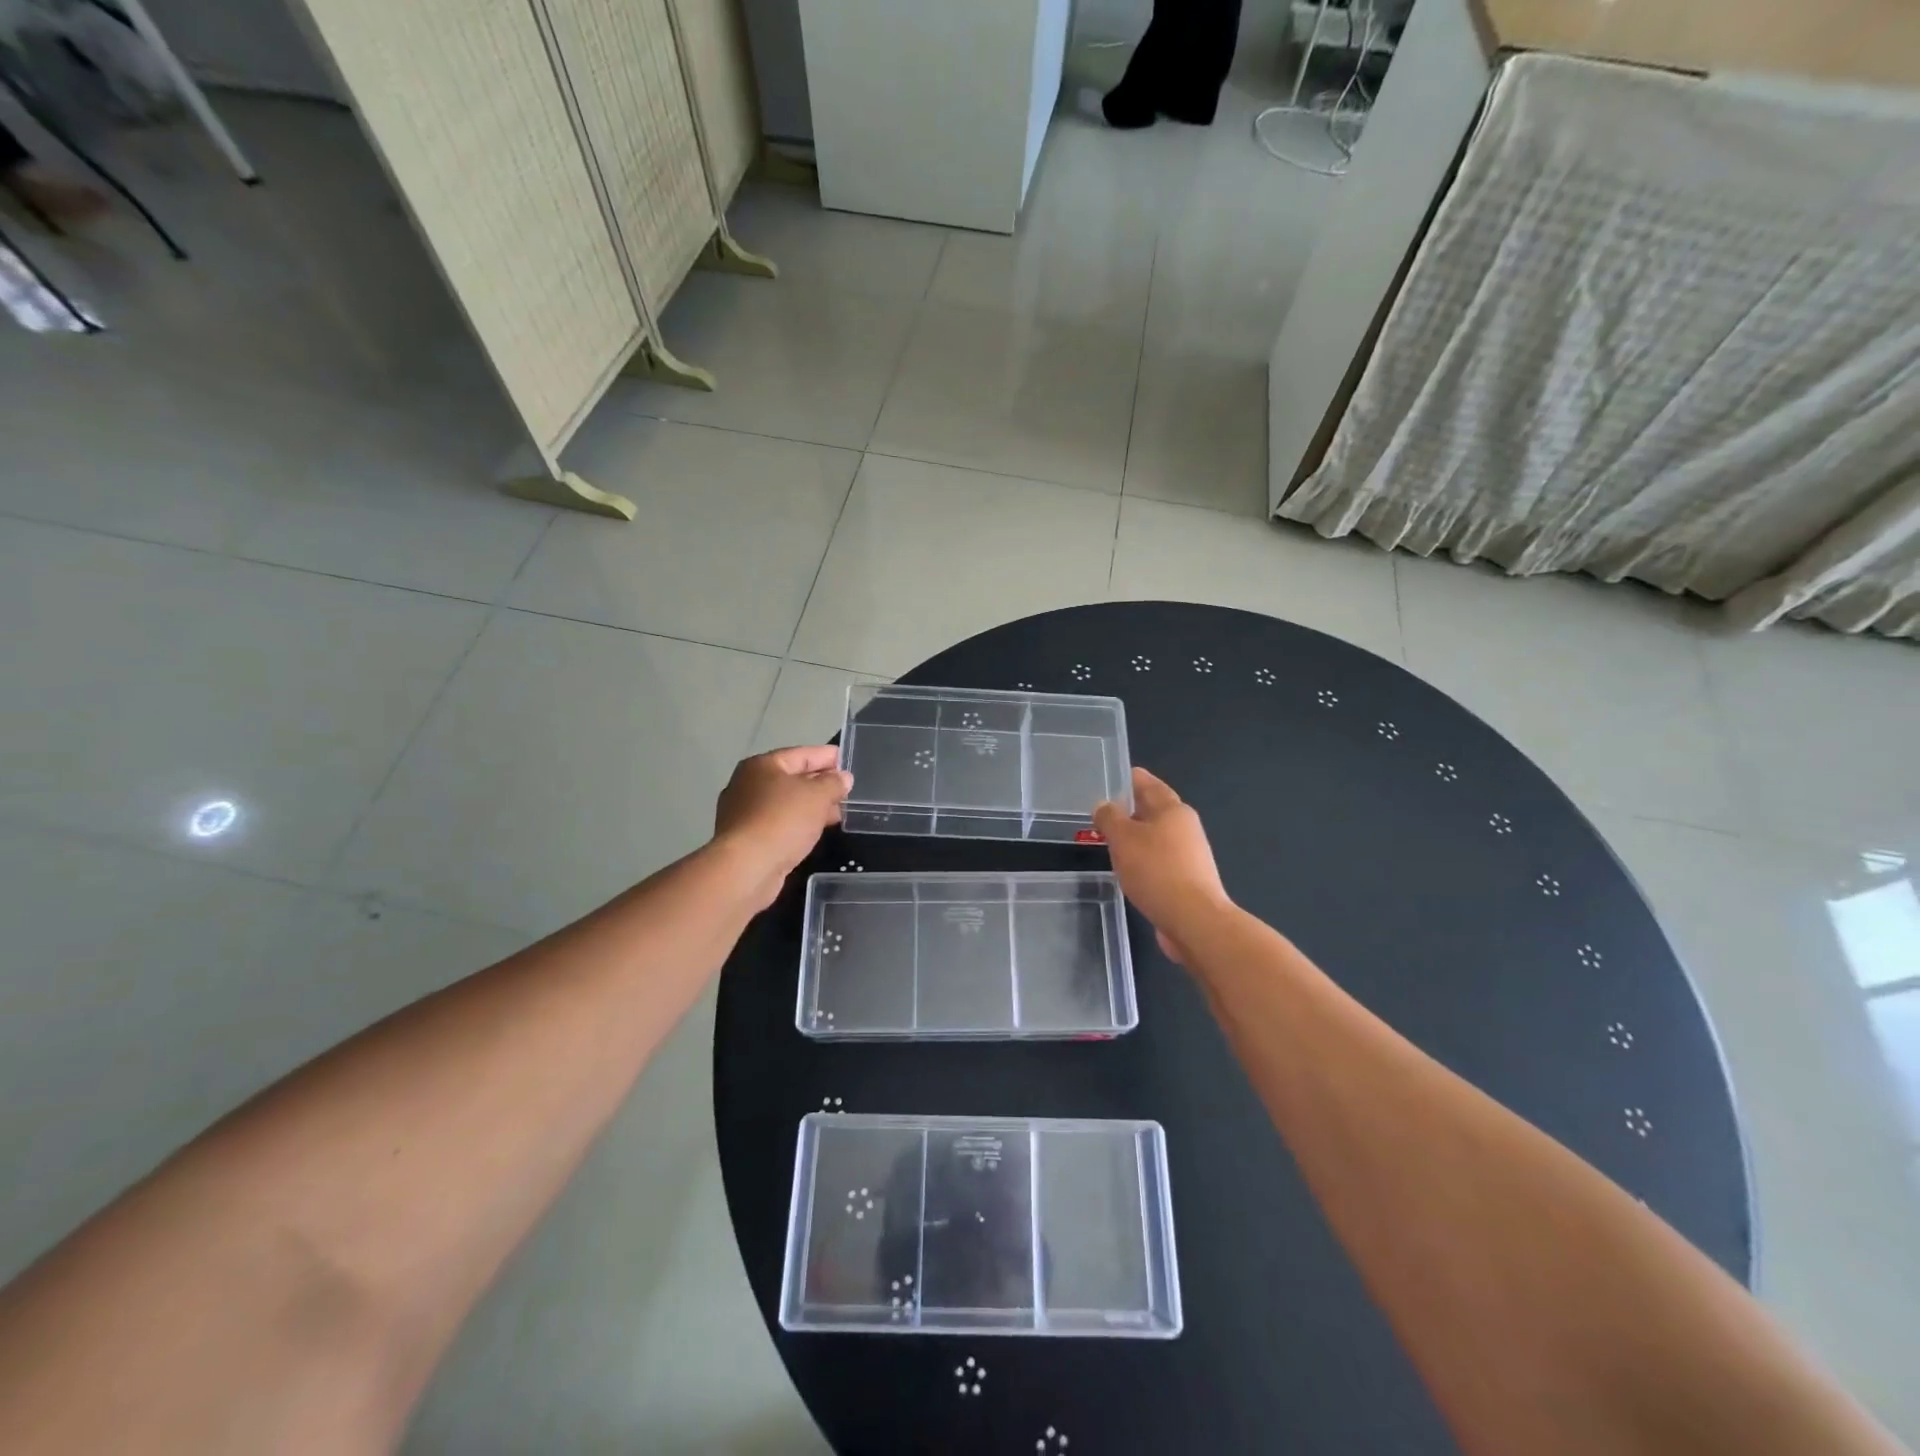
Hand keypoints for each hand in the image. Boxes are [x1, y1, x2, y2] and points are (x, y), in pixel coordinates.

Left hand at [713, 746, 852, 907]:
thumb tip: (843, 778)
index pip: (801, 755)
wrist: (746, 867)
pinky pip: (779, 823)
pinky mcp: (746, 839)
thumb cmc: (782, 820)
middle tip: (845, 790)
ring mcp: (744, 813)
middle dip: (820, 783)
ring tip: (837, 813)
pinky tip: (815, 831)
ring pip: (785, 803)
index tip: (844, 759)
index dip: (825, 756)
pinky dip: (798, 824)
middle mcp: (748, 785)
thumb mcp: (817, 796)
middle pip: (791, 778)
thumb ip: (833, 783)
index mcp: (762, 766)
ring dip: (811, 807)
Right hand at [1093, 768, 1231, 962]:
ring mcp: (1190, 856)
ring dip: (1136, 837)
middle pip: (1155, 810)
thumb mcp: (1123, 839)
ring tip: (1111, 840)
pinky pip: (1160, 860)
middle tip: (1104, 810)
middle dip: (1131, 809)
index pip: (1149, 784)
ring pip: (1157, 837)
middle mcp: (1186, 828)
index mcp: (1173, 810)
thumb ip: (1109, 818)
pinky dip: (1143, 859)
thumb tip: (1103, 805)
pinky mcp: (1187, 881)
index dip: (1131, 779)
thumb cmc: (1157, 871)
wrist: (1194, 920)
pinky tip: (1128, 869)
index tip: (1114, 776)